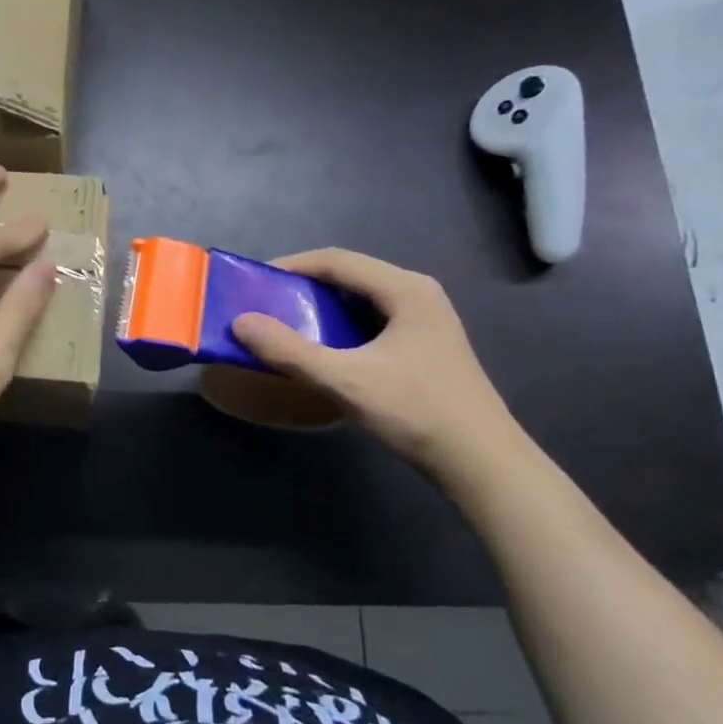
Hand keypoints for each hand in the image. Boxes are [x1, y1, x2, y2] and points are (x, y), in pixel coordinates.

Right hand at [231, 249, 520, 476]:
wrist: (481, 463)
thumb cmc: (416, 412)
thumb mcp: (346, 380)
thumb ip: (290, 351)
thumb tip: (240, 323)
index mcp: (405, 289)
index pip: (337, 260)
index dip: (292, 265)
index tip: (255, 281)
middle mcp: (418, 295)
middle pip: (350, 276)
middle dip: (304, 287)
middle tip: (266, 304)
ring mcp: (425, 321)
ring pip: (361, 301)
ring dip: (322, 309)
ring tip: (286, 326)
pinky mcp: (424, 346)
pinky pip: (372, 322)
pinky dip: (341, 328)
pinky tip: (323, 350)